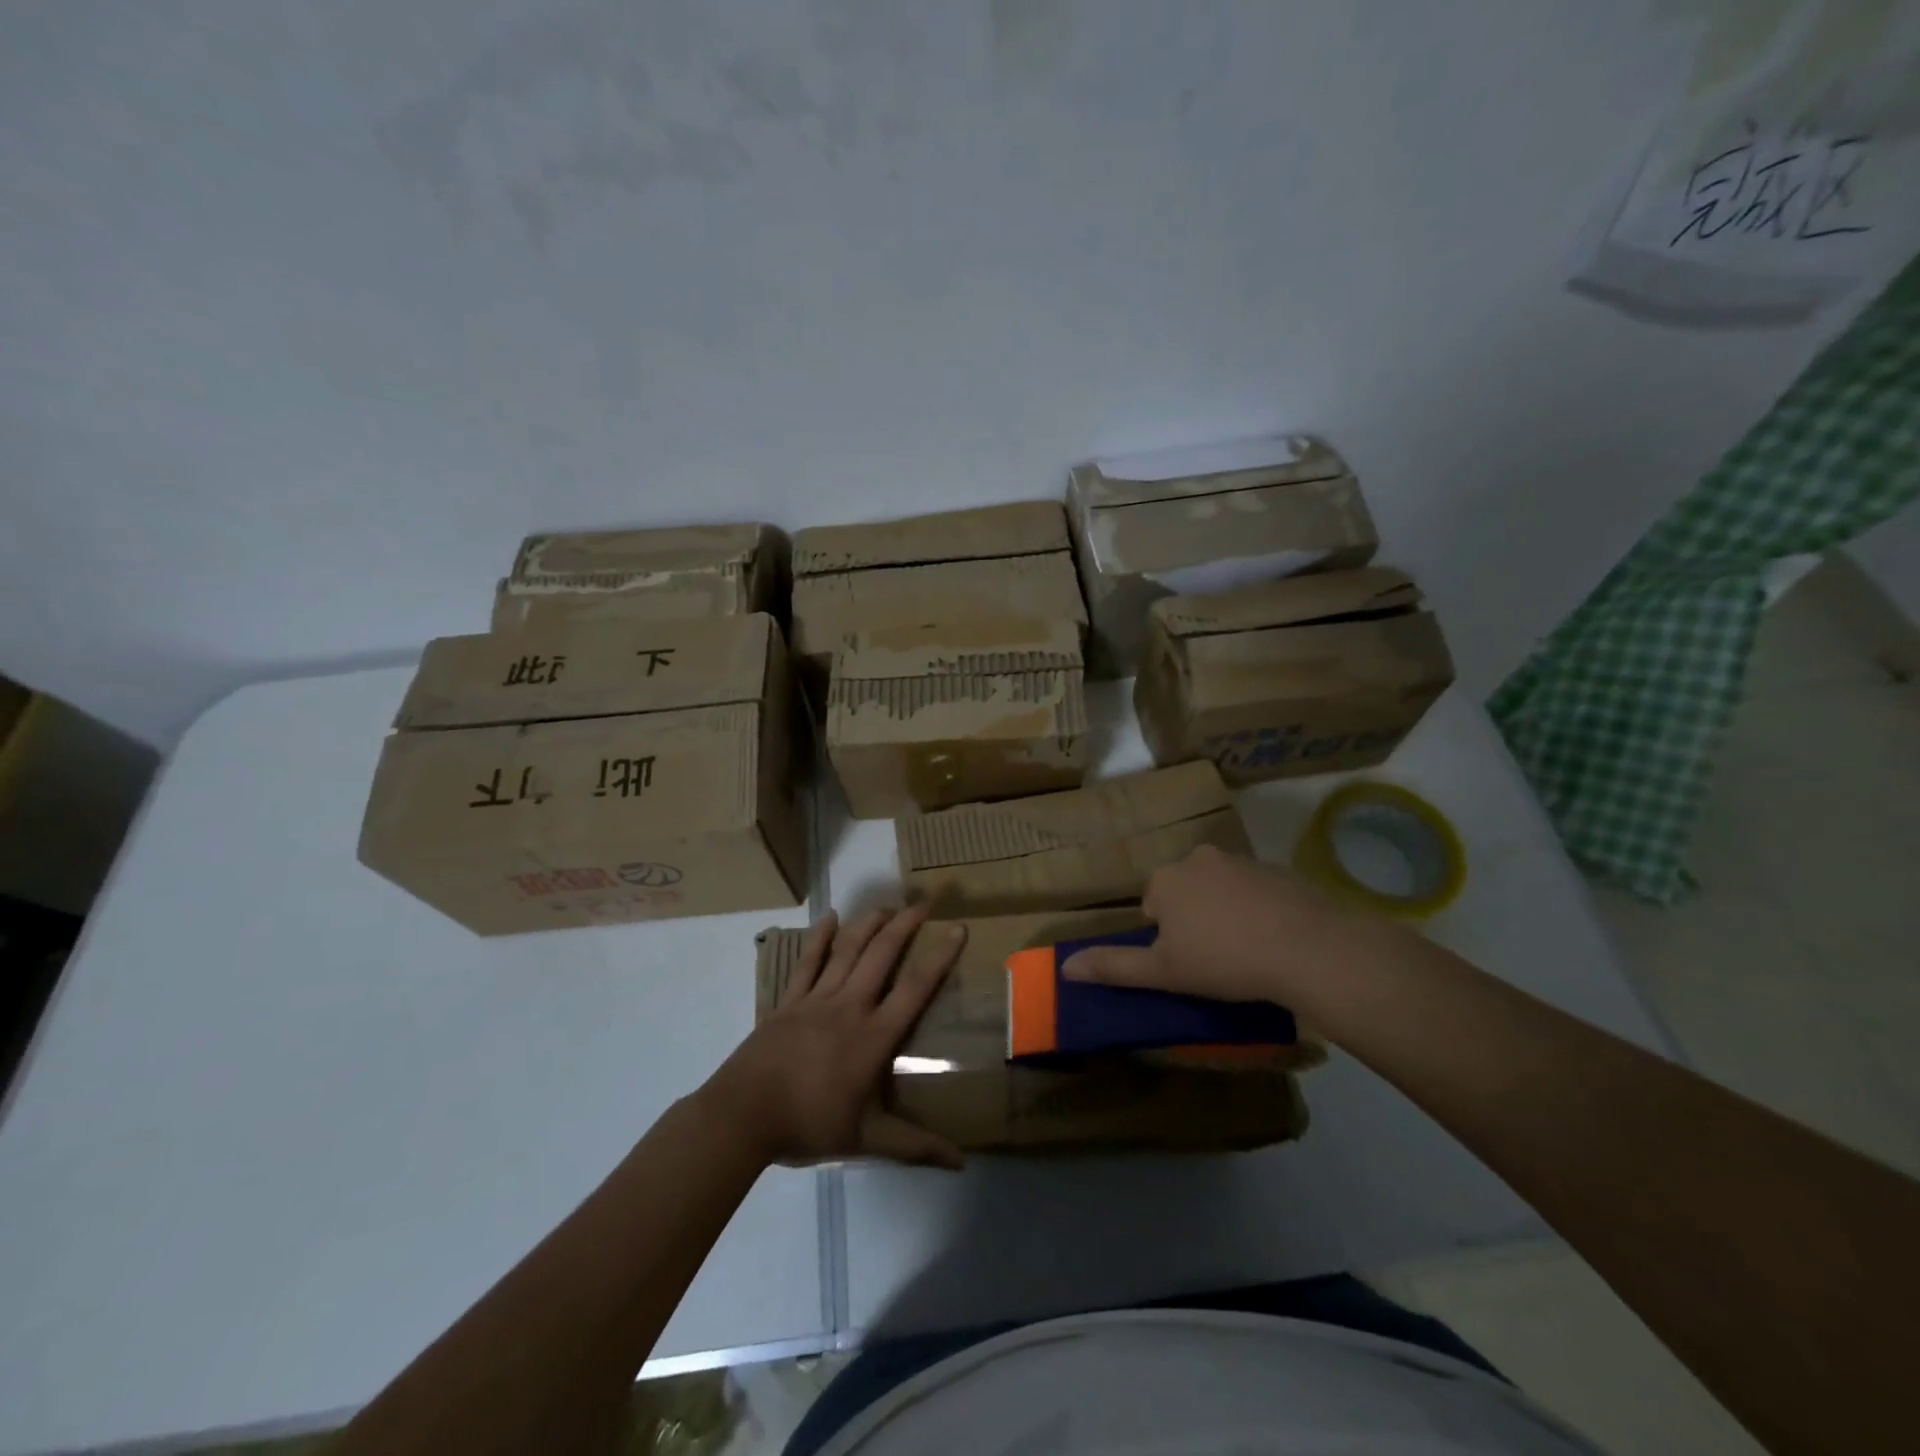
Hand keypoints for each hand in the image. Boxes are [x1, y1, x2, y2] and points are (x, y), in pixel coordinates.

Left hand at [700, 905, 966, 1170]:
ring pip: (848, 950)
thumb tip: (962, 1162)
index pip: (915, 988)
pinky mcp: (789, 1000)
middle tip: (924, 902)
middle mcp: (850, 1006)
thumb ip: (915, 1146)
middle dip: (905, 924)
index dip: (939, 957)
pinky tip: (830, 917)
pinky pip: (808, 962)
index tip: (957, 929)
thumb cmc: (809, 1125)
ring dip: (869, 923)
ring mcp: (817, 998)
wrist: (743, 1115)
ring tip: (887, 906)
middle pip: (882, 954)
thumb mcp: (867, 1139)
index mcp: (873, 1036)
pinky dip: (820, 937)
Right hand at [1061, 844, 1391, 1003]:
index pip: (1152, 907)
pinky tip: (1274, 939)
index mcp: (1165, 879)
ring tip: (1247, 951)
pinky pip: (1256, 890)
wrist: (1308, 948)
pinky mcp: (1278, 870)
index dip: (1166, 939)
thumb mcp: (1162, 973)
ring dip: (1225, 912)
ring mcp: (1241, 860)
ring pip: (1220, 889)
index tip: (1188, 964)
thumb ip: (1113, 967)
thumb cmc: (1224, 961)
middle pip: (1184, 892)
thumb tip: (1065, 967)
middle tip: (1215, 959)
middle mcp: (1197, 858)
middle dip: (1193, 920)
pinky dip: (1258, 909)